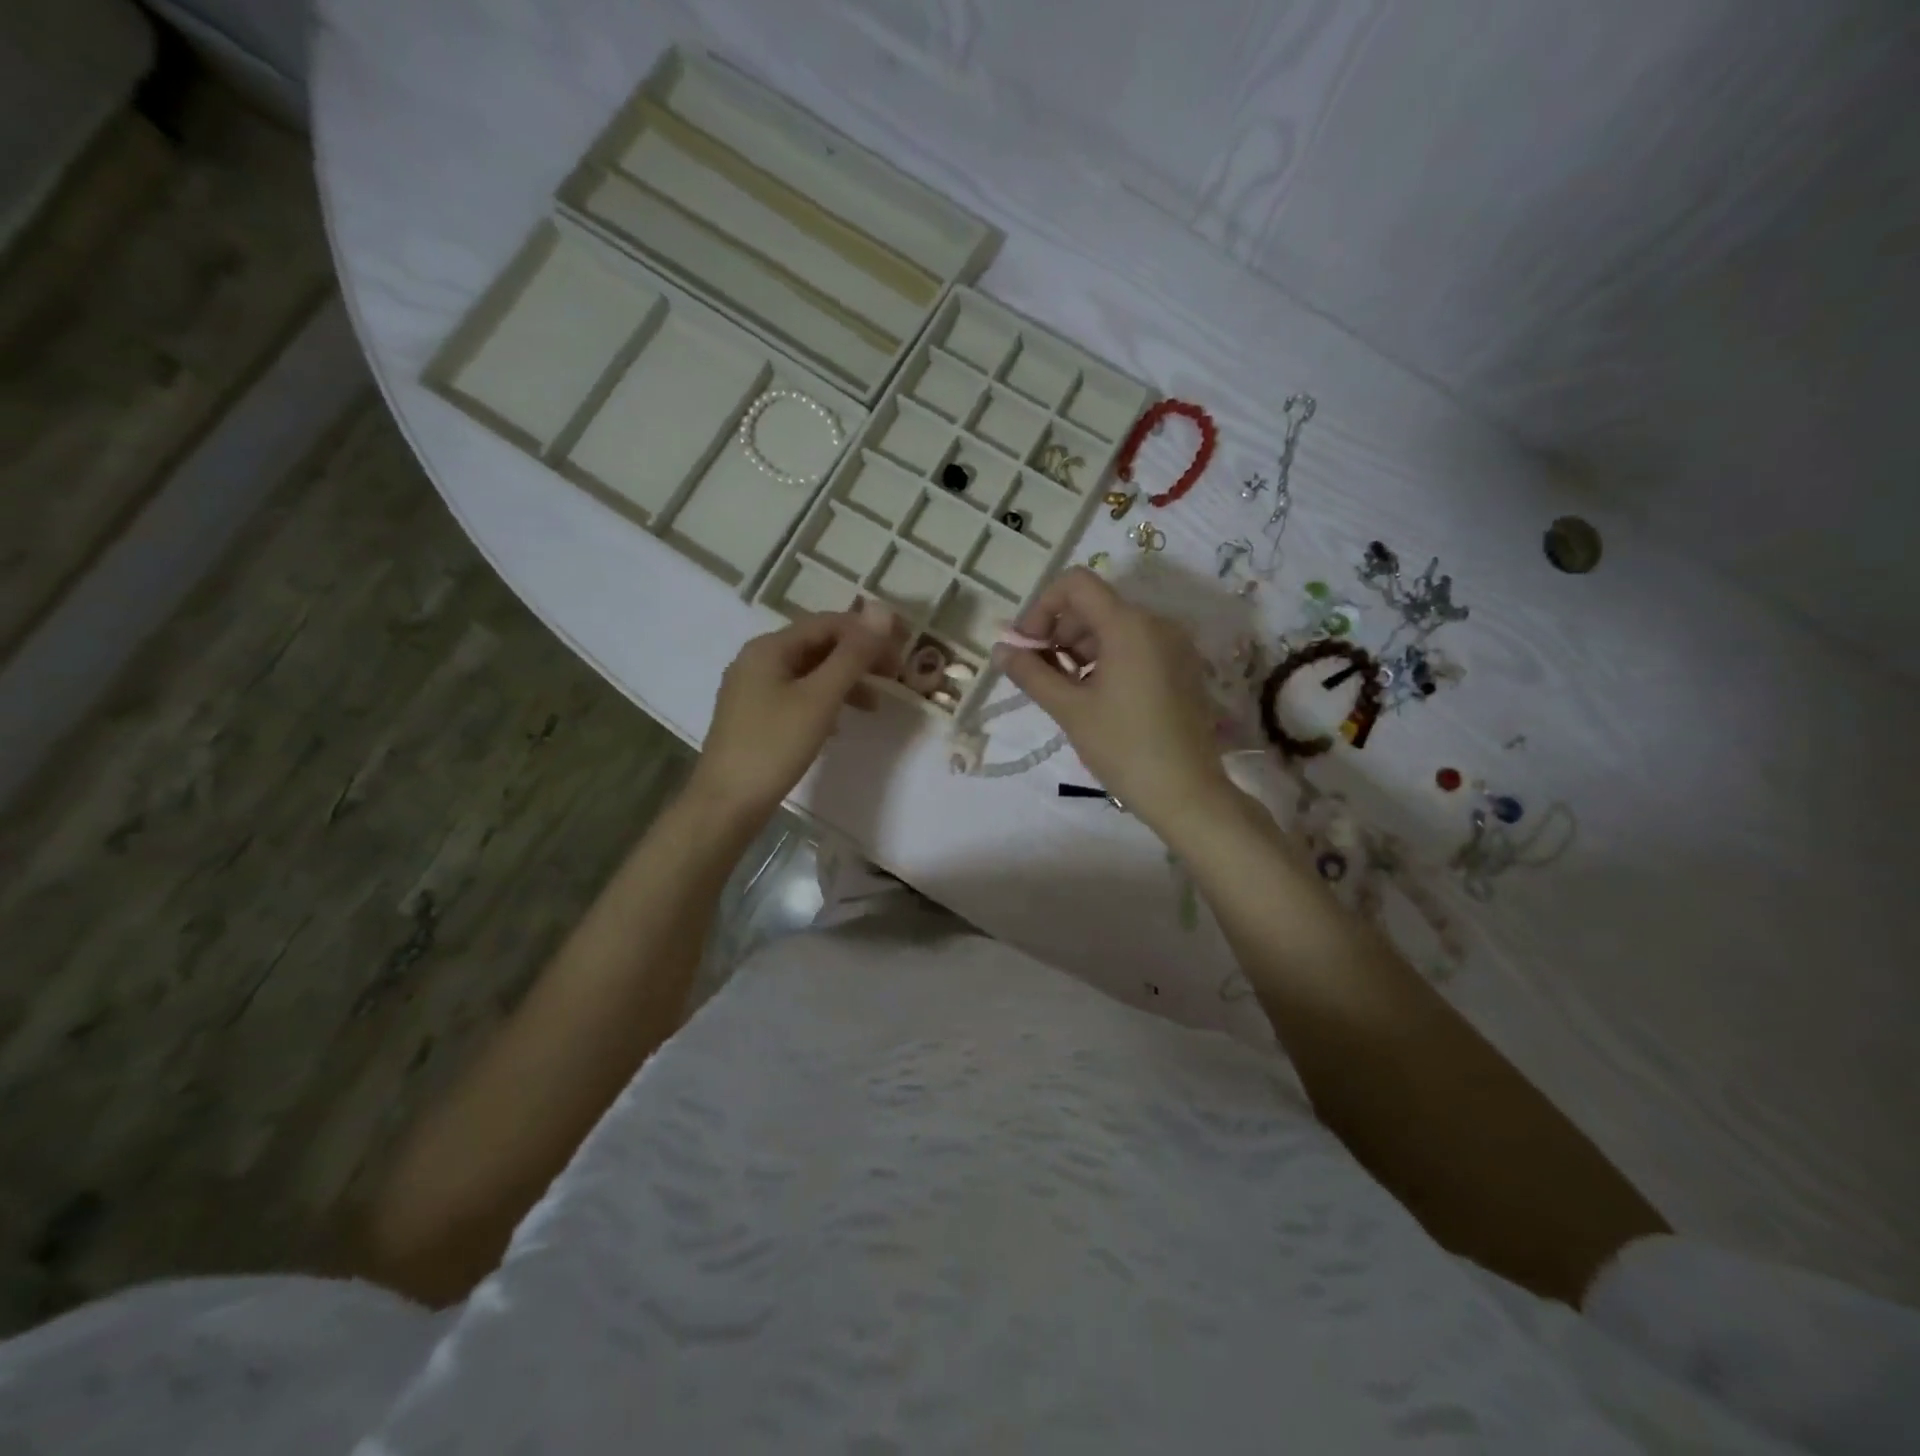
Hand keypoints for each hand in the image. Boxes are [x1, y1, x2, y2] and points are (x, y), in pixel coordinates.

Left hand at [691, 606, 901, 822]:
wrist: (726, 804)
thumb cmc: (774, 746)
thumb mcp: (820, 698)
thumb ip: (853, 655)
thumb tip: (883, 610)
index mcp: (769, 648)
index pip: (827, 623)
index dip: (867, 632)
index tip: (902, 652)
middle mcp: (757, 660)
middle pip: (817, 646)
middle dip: (857, 657)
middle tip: (893, 677)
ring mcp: (753, 690)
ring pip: (809, 673)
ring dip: (844, 682)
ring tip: (874, 705)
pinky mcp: (755, 717)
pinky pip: (797, 696)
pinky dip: (825, 702)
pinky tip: (839, 725)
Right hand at [996, 568, 1230, 835]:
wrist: (1185, 792)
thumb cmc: (1123, 747)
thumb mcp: (1069, 709)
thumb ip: (1031, 673)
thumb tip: (1000, 650)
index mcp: (1129, 625)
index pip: (1076, 584)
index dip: (1042, 607)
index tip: (1027, 646)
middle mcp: (1156, 623)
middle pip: (1094, 605)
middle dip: (1058, 631)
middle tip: (1038, 672)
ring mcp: (1174, 645)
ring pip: (1114, 626)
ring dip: (1079, 647)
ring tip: (1063, 689)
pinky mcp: (1181, 666)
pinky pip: (1135, 646)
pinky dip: (1106, 658)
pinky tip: (1093, 695)